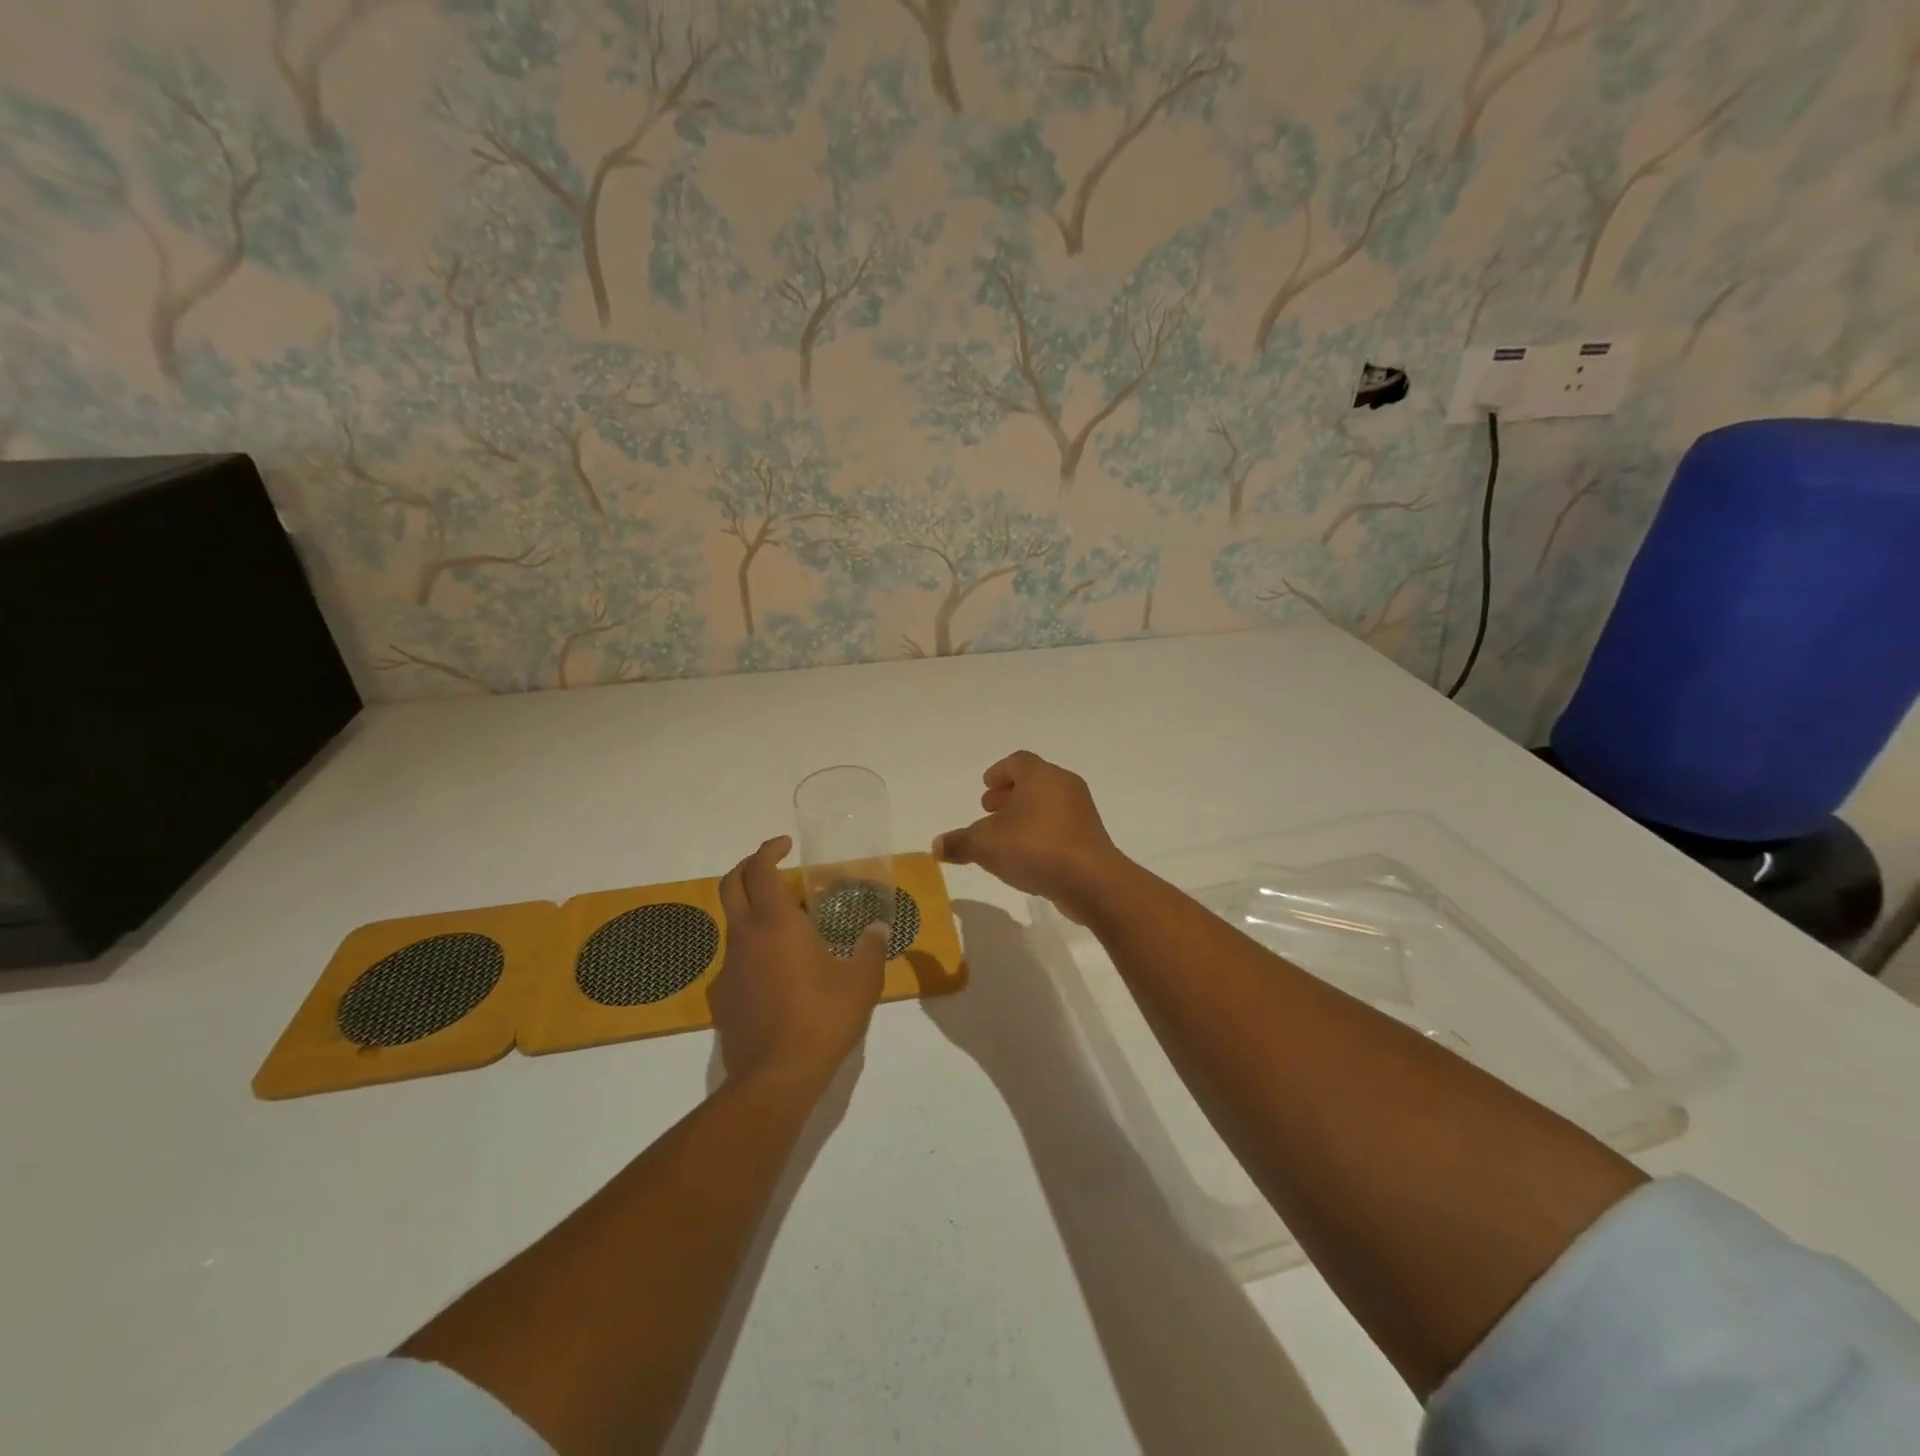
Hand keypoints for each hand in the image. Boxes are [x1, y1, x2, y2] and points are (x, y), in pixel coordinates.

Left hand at [711, 836, 886, 1089]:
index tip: (787, 845)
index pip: (760, 868)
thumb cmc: (822, 1018)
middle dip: (748, 867)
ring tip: (790, 925)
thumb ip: (871, 949)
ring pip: (733, 922)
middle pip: (730, 884)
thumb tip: (879, 928)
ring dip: (754, 910)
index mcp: (775, 923)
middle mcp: (745, 936)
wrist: (776, 1076)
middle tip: (773, 866)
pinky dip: (753, 948)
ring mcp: (729, 967)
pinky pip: (736, 958)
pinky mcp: (723, 995)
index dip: (769, 849)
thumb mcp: (861, 982)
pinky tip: (780, 972)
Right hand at [933, 751, 1129, 920]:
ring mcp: (1081, 811)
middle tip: (989, 811)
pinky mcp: (1090, 836)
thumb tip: (936, 845)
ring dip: (1025, 815)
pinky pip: (1060, 825)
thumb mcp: (986, 845)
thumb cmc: (1035, 848)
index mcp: (1040, 776)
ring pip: (1048, 803)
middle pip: (1034, 781)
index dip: (998, 772)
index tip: (985, 787)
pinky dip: (1041, 831)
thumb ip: (960, 842)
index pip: (1017, 761)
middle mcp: (1064, 785)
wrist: (1091, 880)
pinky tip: (1027, 855)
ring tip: (1005, 837)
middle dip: (1009, 794)